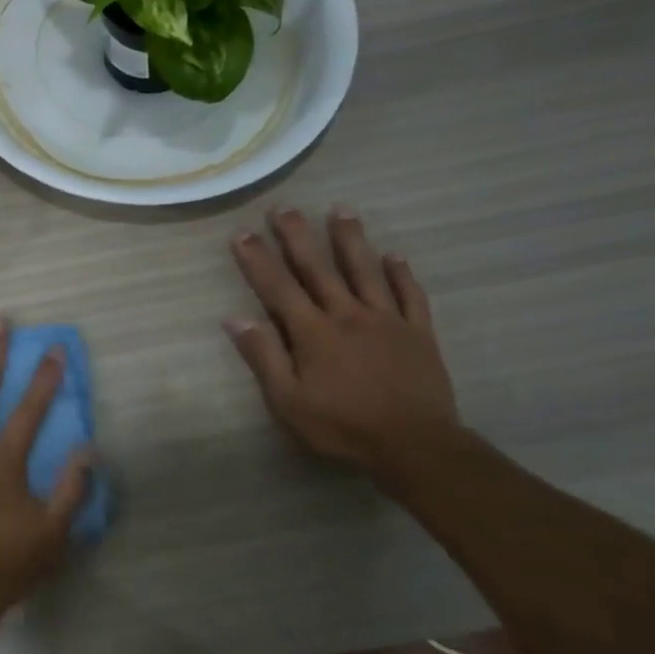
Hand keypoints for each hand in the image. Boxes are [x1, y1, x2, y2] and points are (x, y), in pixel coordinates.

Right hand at [226, 208, 458, 473]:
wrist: (414, 445)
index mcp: (313, 332)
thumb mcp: (288, 401)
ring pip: (365, 271)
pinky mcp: (418, 333)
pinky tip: (394, 255)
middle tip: (284, 208)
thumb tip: (235, 319)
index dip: (257, 259)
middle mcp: (347, 315)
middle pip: (318, 268)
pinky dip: (401, 273)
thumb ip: (263, 357)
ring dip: (350, 239)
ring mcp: (387, 320)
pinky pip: (410, 295)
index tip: (242, 233)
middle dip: (297, 236)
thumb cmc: (342, 426)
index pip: (278, 287)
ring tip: (340, 210)